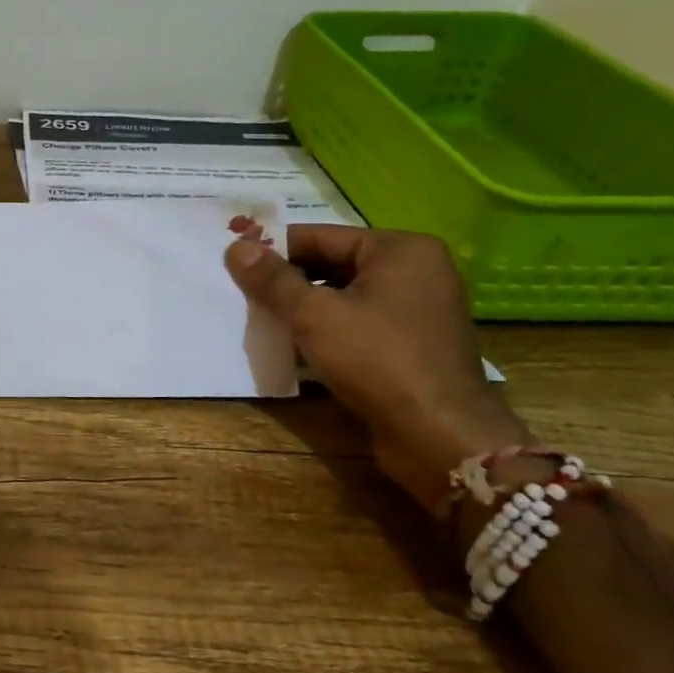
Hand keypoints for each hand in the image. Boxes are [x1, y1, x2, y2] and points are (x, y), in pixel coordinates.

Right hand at [225, 225, 530, 510]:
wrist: (439, 436)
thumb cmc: (377, 359)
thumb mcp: (313, 314)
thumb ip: (272, 278)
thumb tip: (235, 246)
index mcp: (400, 249)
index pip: (319, 236)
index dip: (273, 250)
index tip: (234, 264)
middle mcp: (415, 271)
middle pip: (332, 264)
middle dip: (287, 281)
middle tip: (242, 294)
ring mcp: (417, 309)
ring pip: (342, 295)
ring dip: (302, 307)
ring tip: (261, 319)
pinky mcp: (412, 344)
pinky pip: (358, 322)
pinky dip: (326, 329)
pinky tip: (292, 344)